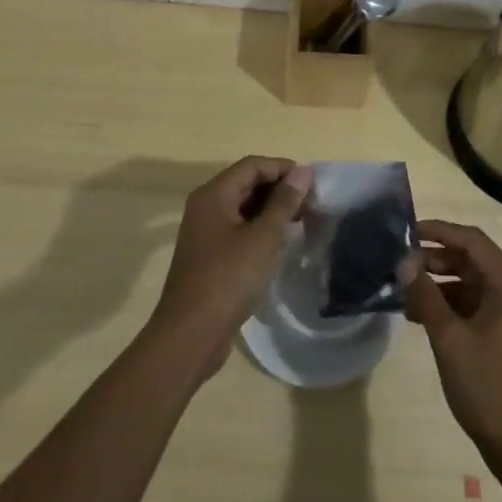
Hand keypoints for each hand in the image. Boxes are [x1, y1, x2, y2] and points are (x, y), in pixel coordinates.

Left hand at [148, 156, 310, 378]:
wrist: (190, 336)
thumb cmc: (227, 279)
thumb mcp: (263, 238)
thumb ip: (284, 202)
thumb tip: (304, 171)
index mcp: (213, 195)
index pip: (252, 165)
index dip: (283, 168)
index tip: (312, 183)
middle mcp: (206, 207)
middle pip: (246, 184)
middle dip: (279, 189)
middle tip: (311, 204)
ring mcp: (205, 233)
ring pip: (243, 208)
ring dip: (272, 211)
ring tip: (302, 222)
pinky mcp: (210, 257)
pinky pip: (238, 230)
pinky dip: (260, 230)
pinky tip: (280, 244)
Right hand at [401, 219, 501, 465]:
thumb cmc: (489, 389)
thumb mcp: (449, 339)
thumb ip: (425, 294)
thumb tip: (402, 260)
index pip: (472, 241)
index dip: (438, 231)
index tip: (405, 232)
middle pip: (471, 259)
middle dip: (434, 259)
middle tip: (399, 265)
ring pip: (471, 282)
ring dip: (439, 284)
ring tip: (403, 292)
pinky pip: (475, 303)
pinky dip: (450, 304)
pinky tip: (419, 315)